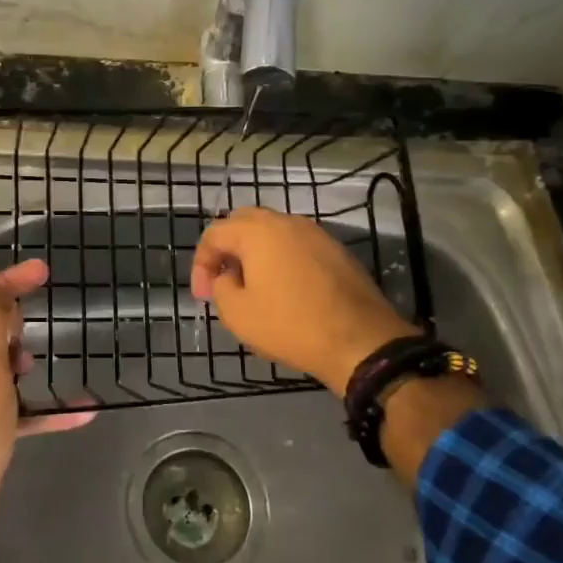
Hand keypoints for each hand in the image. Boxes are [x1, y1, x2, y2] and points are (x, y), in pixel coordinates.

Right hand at [189, 207, 415, 395]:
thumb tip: (227, 277)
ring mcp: (316, 233)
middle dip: (227, 249)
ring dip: (256, 253)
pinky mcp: (336, 250)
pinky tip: (285, 290)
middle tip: (223, 281)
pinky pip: (297, 246)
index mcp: (257, 231)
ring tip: (253, 287)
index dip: (201, 263)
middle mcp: (286, 222)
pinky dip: (282, 260)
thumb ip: (220, 287)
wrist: (361, 341)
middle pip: (244, 223)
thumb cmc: (291, 325)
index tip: (203, 295)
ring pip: (273, 233)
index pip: (214, 233)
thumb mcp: (237, 314)